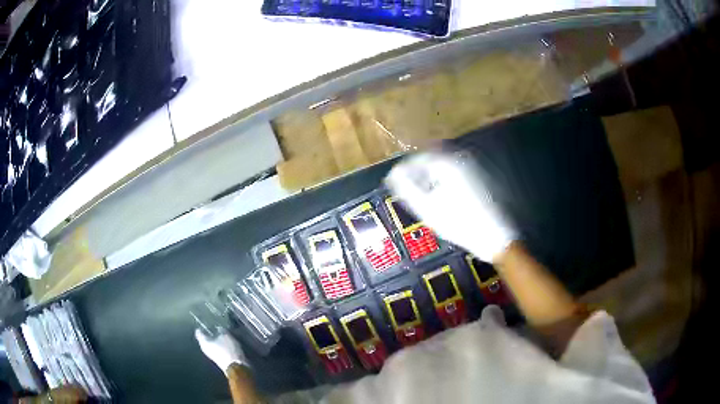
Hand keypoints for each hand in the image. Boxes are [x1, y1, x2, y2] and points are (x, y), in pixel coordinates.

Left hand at [195, 327, 247, 373]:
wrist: (236, 366)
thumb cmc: (228, 349)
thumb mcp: (226, 335)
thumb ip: (221, 330)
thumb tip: (218, 328)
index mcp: (203, 342)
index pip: (199, 331)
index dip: (203, 327)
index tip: (209, 324)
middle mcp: (205, 348)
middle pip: (206, 338)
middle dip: (211, 334)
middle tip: (218, 329)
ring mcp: (211, 355)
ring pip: (212, 344)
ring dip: (218, 340)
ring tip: (225, 336)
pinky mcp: (218, 360)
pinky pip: (218, 350)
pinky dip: (222, 346)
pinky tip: (229, 344)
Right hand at [385, 150, 516, 262]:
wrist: (494, 236)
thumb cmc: (459, 223)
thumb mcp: (427, 208)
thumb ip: (406, 188)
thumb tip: (393, 175)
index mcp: (447, 163)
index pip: (416, 158)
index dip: (403, 170)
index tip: (394, 182)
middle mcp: (460, 158)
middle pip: (430, 159)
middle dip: (417, 173)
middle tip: (408, 190)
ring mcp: (471, 166)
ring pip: (442, 165)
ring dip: (430, 177)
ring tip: (423, 195)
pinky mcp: (478, 176)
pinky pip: (453, 172)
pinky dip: (443, 180)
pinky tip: (441, 197)